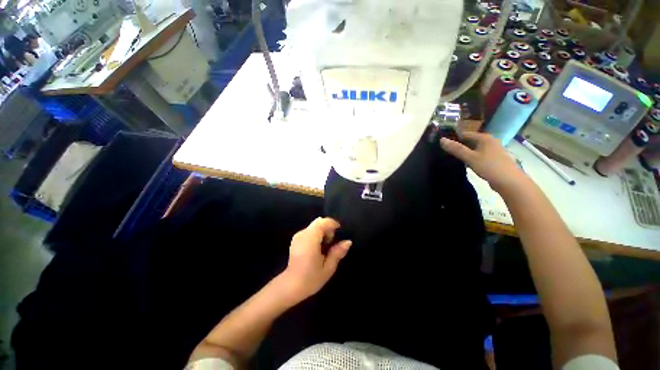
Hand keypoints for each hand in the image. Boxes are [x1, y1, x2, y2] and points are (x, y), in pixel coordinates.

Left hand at [280, 218, 351, 302]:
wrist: (290, 287)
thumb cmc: (310, 279)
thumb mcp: (328, 268)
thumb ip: (337, 252)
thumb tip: (348, 242)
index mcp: (310, 239)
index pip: (322, 222)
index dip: (332, 224)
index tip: (339, 231)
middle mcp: (303, 234)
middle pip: (318, 222)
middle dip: (327, 228)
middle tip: (331, 243)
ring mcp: (298, 236)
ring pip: (314, 226)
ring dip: (322, 232)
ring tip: (325, 247)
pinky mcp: (295, 239)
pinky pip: (309, 231)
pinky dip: (316, 235)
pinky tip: (317, 248)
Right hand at [440, 132, 525, 191]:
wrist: (509, 182)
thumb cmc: (490, 167)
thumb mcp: (470, 157)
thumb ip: (456, 149)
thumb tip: (441, 140)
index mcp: (484, 138)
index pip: (465, 134)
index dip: (453, 138)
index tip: (442, 145)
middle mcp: (489, 141)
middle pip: (469, 141)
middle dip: (458, 146)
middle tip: (445, 152)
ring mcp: (492, 150)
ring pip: (474, 149)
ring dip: (464, 152)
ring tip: (452, 158)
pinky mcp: (493, 159)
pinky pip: (478, 155)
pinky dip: (471, 157)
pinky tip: (464, 164)